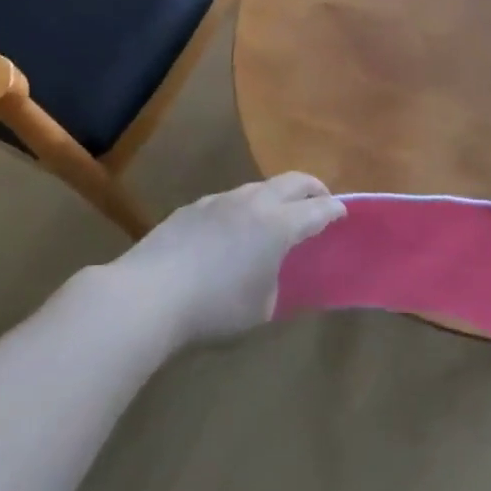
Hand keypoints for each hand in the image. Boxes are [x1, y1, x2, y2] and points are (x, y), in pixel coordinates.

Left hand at [110, 174, 344, 345]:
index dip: (334, 210)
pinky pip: (228, 201)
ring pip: (257, 187)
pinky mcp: (191, 208)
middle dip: (312, 188)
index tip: (343, 212)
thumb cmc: (214, 307)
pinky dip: (242, 209)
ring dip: (275, 197)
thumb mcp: (260, 308)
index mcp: (278, 225)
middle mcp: (253, 203)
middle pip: (292, 181)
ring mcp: (219, 201)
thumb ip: (274, 283)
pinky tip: (231, 231)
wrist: (147, 295)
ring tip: (275, 216)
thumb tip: (268, 272)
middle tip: (320, 200)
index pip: (317, 210)